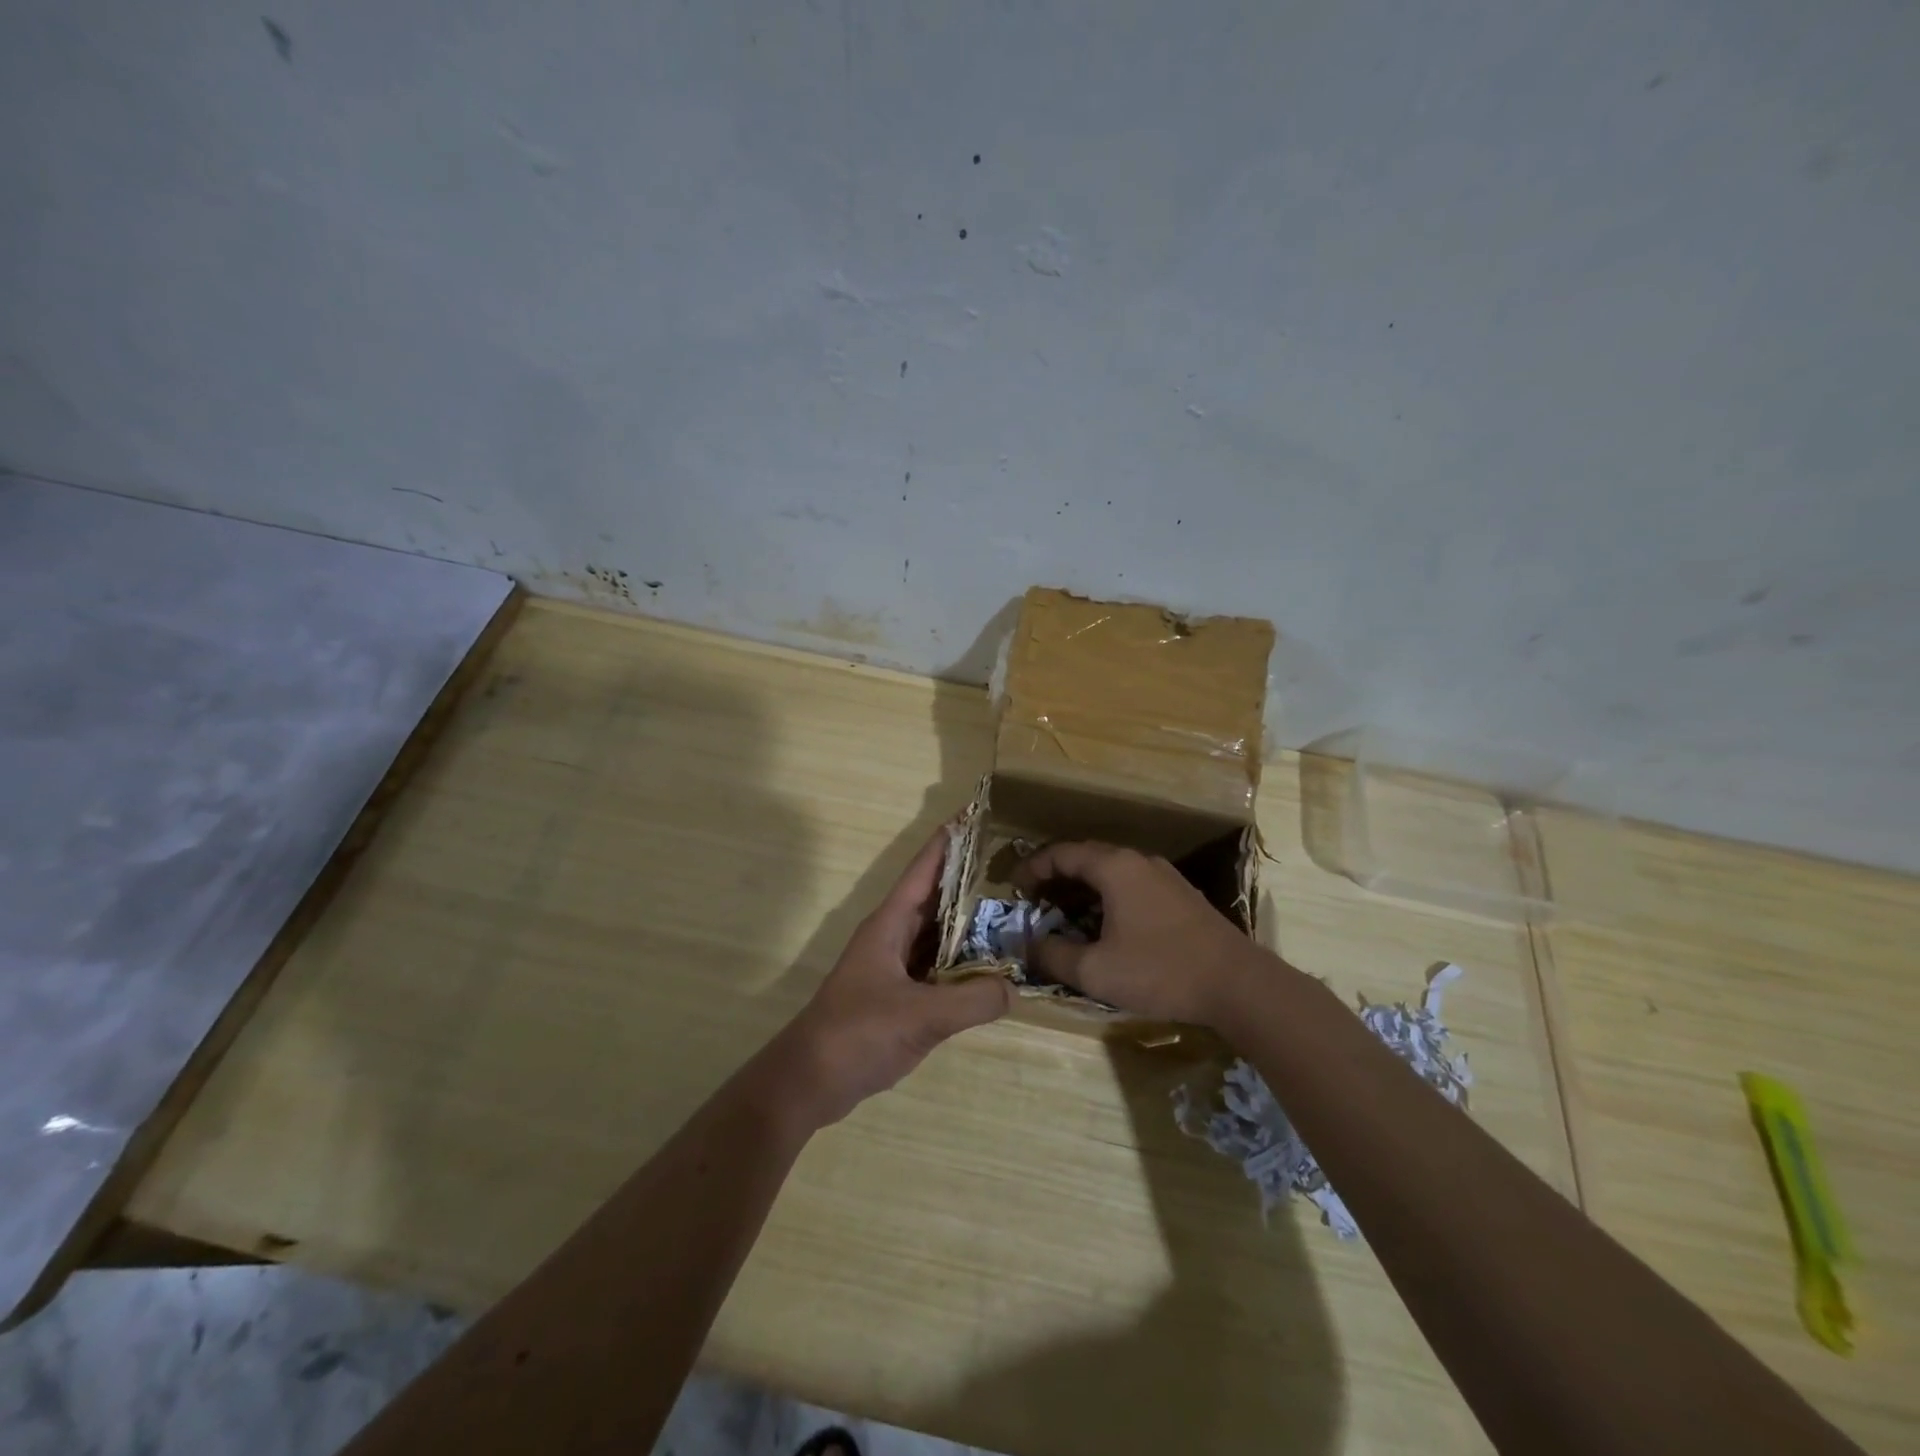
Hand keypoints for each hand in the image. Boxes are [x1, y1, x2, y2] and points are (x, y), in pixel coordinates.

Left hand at [767, 824, 1011, 1128]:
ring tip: (1010, 908)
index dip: (948, 841)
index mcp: (890, 924)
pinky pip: (937, 966)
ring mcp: (894, 966)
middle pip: (935, 897)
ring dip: (968, 921)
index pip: (923, 870)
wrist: (810, 1080)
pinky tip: (990, 965)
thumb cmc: (857, 1033)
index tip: (974, 813)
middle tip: (1011, 863)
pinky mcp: (899, 994)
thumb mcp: (920, 1015)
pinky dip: (962, 960)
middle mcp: (893, 936)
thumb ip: (972, 1000)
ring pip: (937, 933)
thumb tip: (1016, 988)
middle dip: (967, 878)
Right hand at [1012, 841, 1257, 1025]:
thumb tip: (1028, 945)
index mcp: (1114, 867)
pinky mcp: (1181, 896)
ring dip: (1082, 889)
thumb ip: (1053, 955)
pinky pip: (1131, 884)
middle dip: (1055, 877)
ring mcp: (1164, 876)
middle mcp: (1138, 861)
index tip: (1014, 890)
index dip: (1032, 869)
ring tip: (1064, 916)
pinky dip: (1107, 897)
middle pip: (1086, 857)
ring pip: (1111, 872)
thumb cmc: (1160, 971)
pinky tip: (1105, 926)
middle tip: (1035, 903)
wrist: (1238, 984)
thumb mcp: (1096, 971)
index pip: (1061, 853)